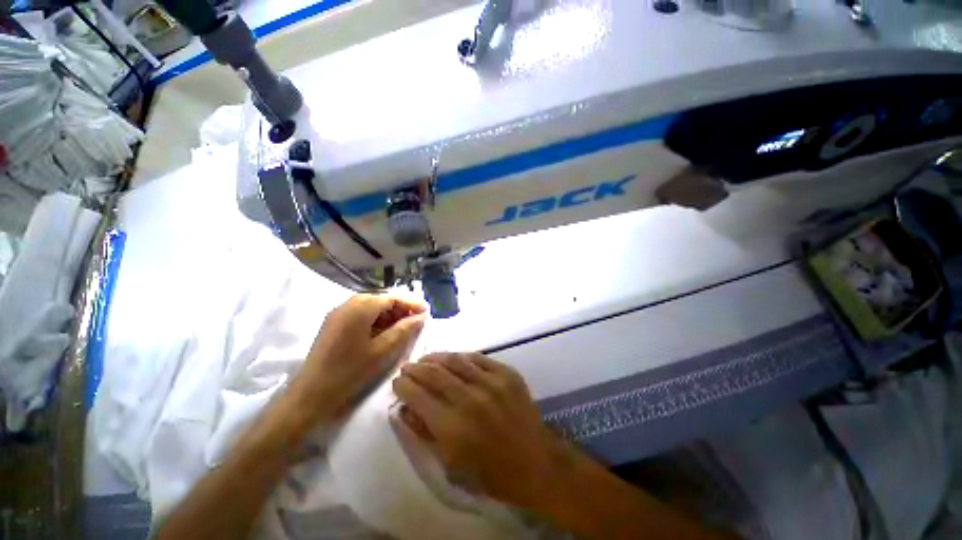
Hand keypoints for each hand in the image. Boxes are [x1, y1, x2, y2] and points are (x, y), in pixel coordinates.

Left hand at [291, 294, 425, 422]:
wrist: (310, 395)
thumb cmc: (350, 371)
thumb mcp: (383, 350)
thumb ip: (405, 329)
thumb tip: (422, 316)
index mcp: (361, 307)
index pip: (393, 297)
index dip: (411, 303)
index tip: (427, 311)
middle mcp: (349, 303)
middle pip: (382, 299)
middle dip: (401, 308)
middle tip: (416, 321)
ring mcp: (339, 312)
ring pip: (372, 306)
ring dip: (389, 314)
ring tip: (402, 328)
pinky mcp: (334, 322)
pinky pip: (361, 314)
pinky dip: (376, 319)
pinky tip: (383, 332)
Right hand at [392, 353, 568, 508]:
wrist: (535, 462)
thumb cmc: (490, 472)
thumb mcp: (450, 463)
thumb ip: (425, 433)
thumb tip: (406, 408)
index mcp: (452, 427)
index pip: (418, 397)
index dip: (404, 386)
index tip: (397, 382)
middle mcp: (469, 399)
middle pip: (434, 374)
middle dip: (416, 368)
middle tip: (408, 367)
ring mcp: (491, 383)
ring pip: (455, 361)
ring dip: (436, 357)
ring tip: (426, 359)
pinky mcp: (506, 373)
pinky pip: (479, 358)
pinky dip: (462, 357)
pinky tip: (454, 358)